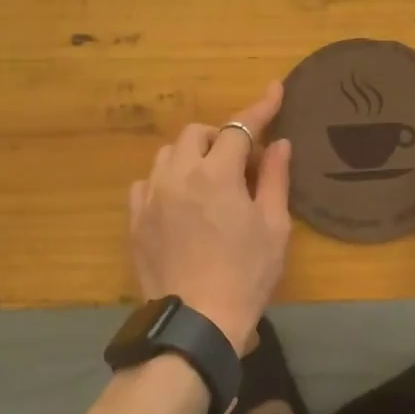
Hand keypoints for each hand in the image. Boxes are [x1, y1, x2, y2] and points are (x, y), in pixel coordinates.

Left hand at [128, 82, 292, 353]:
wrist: (196, 323)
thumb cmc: (245, 275)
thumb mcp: (273, 227)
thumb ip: (274, 179)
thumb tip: (279, 144)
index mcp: (216, 174)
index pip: (239, 127)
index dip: (260, 107)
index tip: (274, 89)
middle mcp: (178, 175)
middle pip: (197, 134)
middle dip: (220, 137)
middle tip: (240, 163)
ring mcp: (151, 197)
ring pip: (167, 155)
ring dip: (191, 156)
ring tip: (208, 181)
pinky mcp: (136, 220)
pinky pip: (146, 183)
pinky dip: (164, 181)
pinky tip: (177, 201)